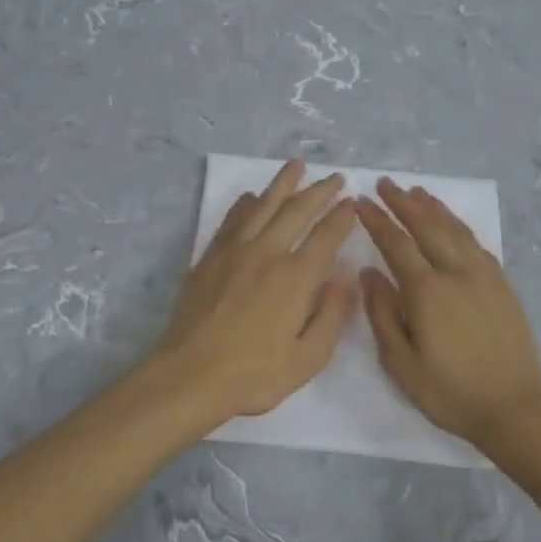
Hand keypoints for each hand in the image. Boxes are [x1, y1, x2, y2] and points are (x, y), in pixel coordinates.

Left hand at [150, 160, 357, 425]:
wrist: (189, 376)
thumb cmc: (253, 374)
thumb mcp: (307, 358)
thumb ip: (331, 316)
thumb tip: (344, 279)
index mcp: (295, 278)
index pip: (325, 237)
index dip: (341, 217)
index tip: (351, 202)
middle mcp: (267, 254)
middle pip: (296, 211)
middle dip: (319, 191)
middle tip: (334, 177)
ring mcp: (234, 252)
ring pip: (263, 206)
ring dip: (282, 184)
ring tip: (296, 165)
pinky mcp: (209, 258)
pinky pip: (231, 221)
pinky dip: (245, 205)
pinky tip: (251, 197)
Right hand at [356, 179, 540, 449]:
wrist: (515, 407)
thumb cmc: (450, 392)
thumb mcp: (401, 363)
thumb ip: (382, 314)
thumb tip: (369, 273)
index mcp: (427, 291)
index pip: (396, 243)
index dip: (377, 220)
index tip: (361, 202)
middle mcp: (456, 272)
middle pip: (427, 226)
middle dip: (403, 202)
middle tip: (386, 183)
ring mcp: (483, 275)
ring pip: (454, 229)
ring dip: (433, 207)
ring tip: (416, 191)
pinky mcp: (501, 283)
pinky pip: (475, 242)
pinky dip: (458, 225)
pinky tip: (451, 223)